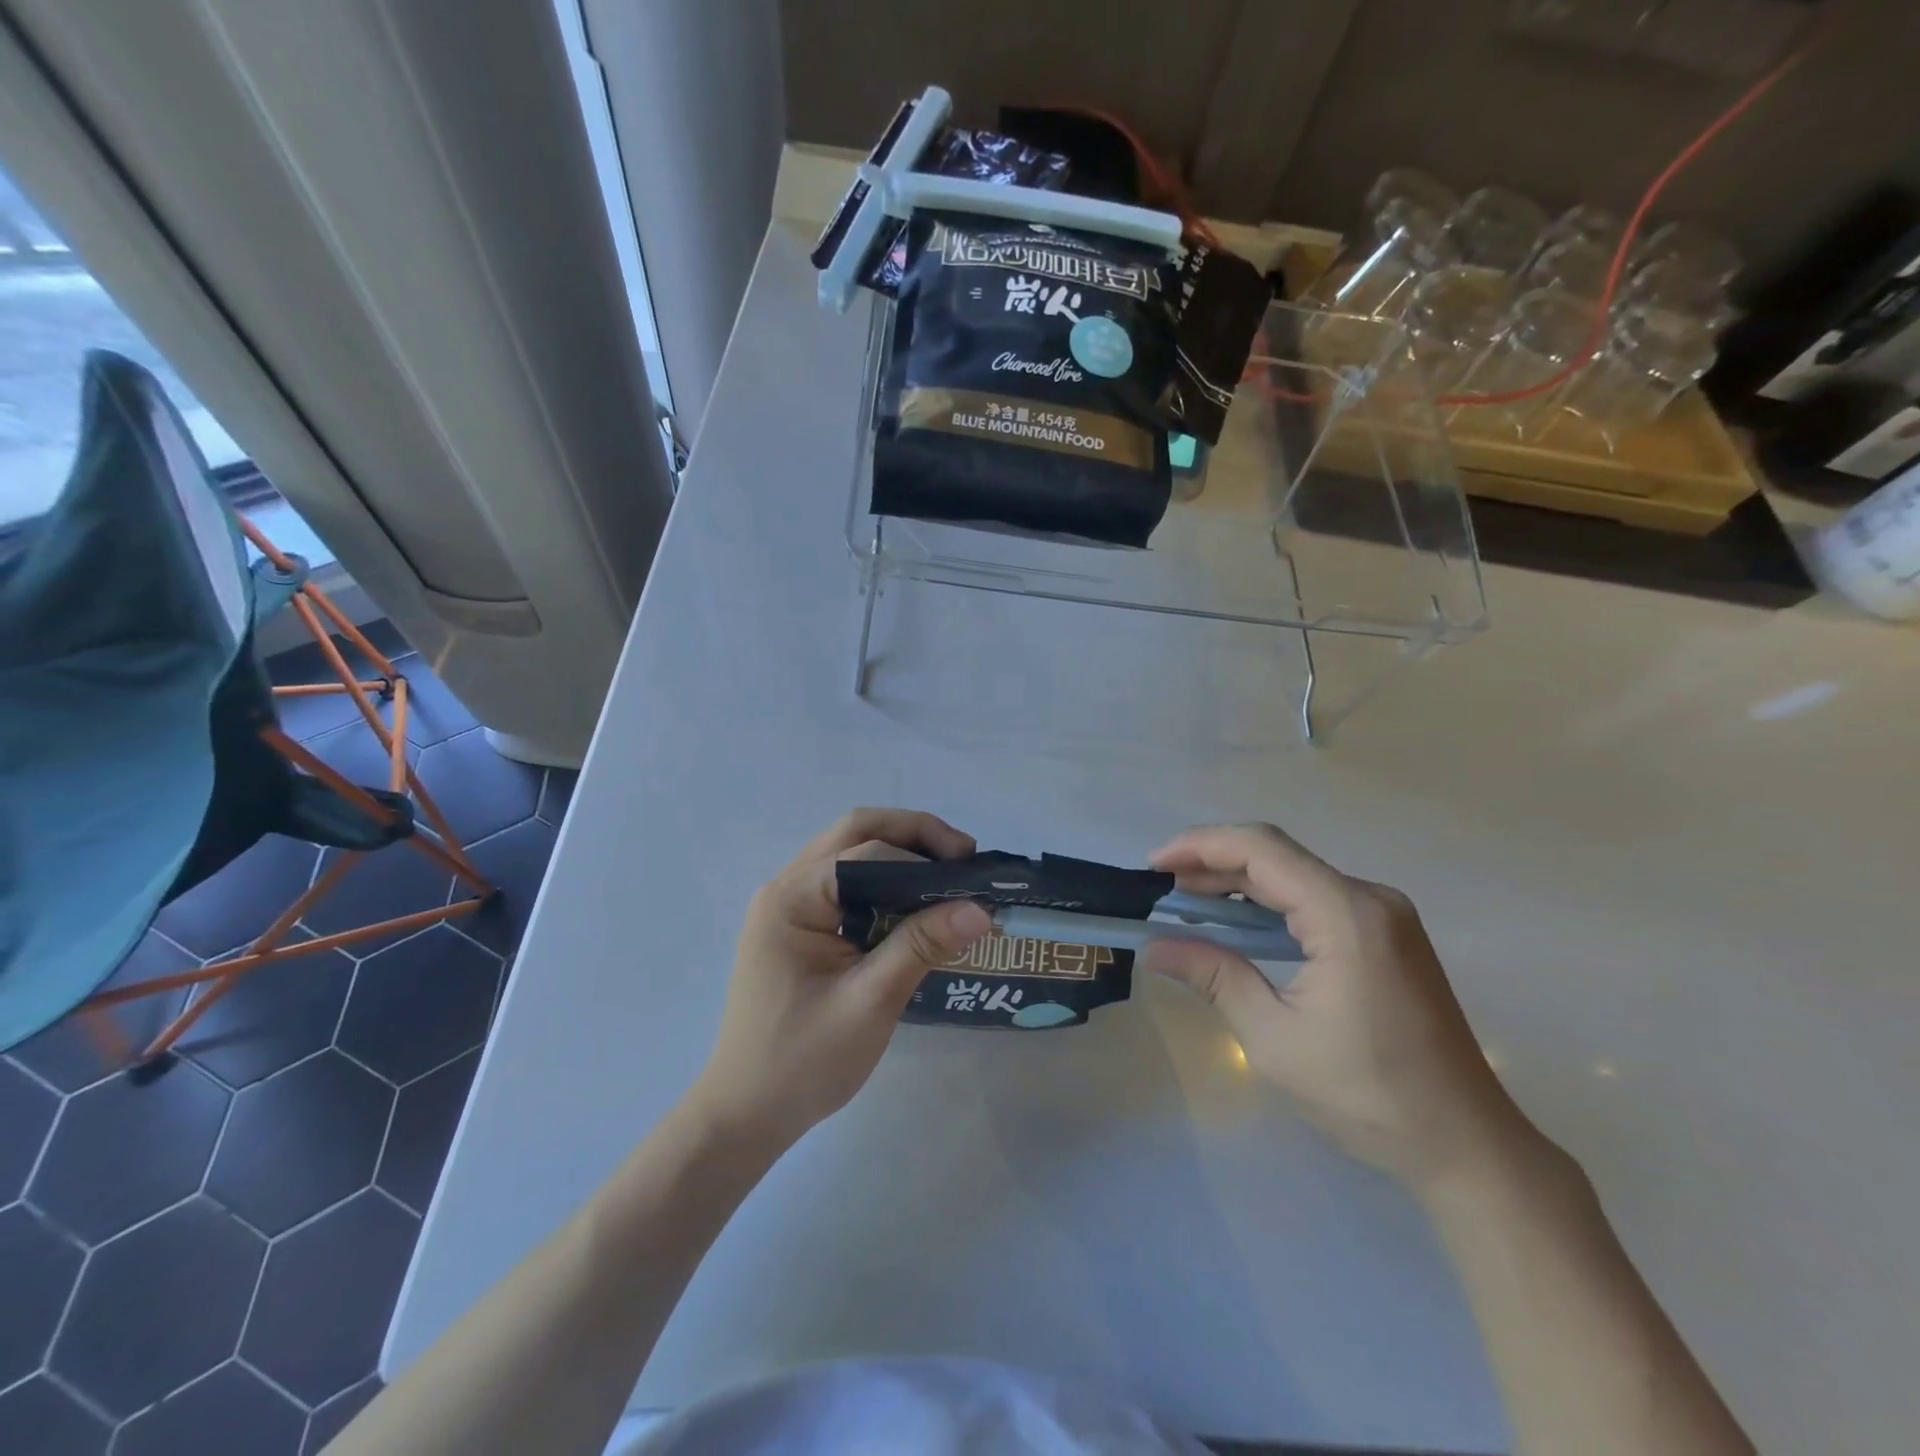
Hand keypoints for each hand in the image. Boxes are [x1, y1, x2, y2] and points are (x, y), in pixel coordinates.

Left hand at [688, 809, 992, 1149]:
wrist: (746, 1114)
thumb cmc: (803, 1062)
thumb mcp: (870, 1002)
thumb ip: (921, 946)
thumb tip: (980, 908)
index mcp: (793, 898)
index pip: (867, 852)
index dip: (924, 856)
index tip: (974, 875)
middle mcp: (786, 887)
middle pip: (855, 833)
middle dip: (914, 835)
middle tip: (964, 857)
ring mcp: (789, 905)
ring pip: (850, 853)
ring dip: (900, 852)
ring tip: (948, 875)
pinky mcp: (798, 926)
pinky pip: (845, 883)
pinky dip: (884, 880)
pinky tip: (915, 902)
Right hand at [1142, 823, 1546, 1193]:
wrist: (1467, 1146)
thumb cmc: (1367, 1094)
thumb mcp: (1273, 1038)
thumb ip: (1213, 977)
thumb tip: (1153, 948)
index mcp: (1346, 914)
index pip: (1260, 849)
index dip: (1199, 846)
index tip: (1152, 866)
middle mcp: (1370, 898)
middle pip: (1277, 855)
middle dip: (1212, 863)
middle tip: (1160, 887)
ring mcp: (1384, 915)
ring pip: (1295, 874)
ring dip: (1238, 882)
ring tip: (1186, 902)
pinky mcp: (1387, 936)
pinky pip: (1314, 898)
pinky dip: (1268, 903)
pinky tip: (1237, 924)